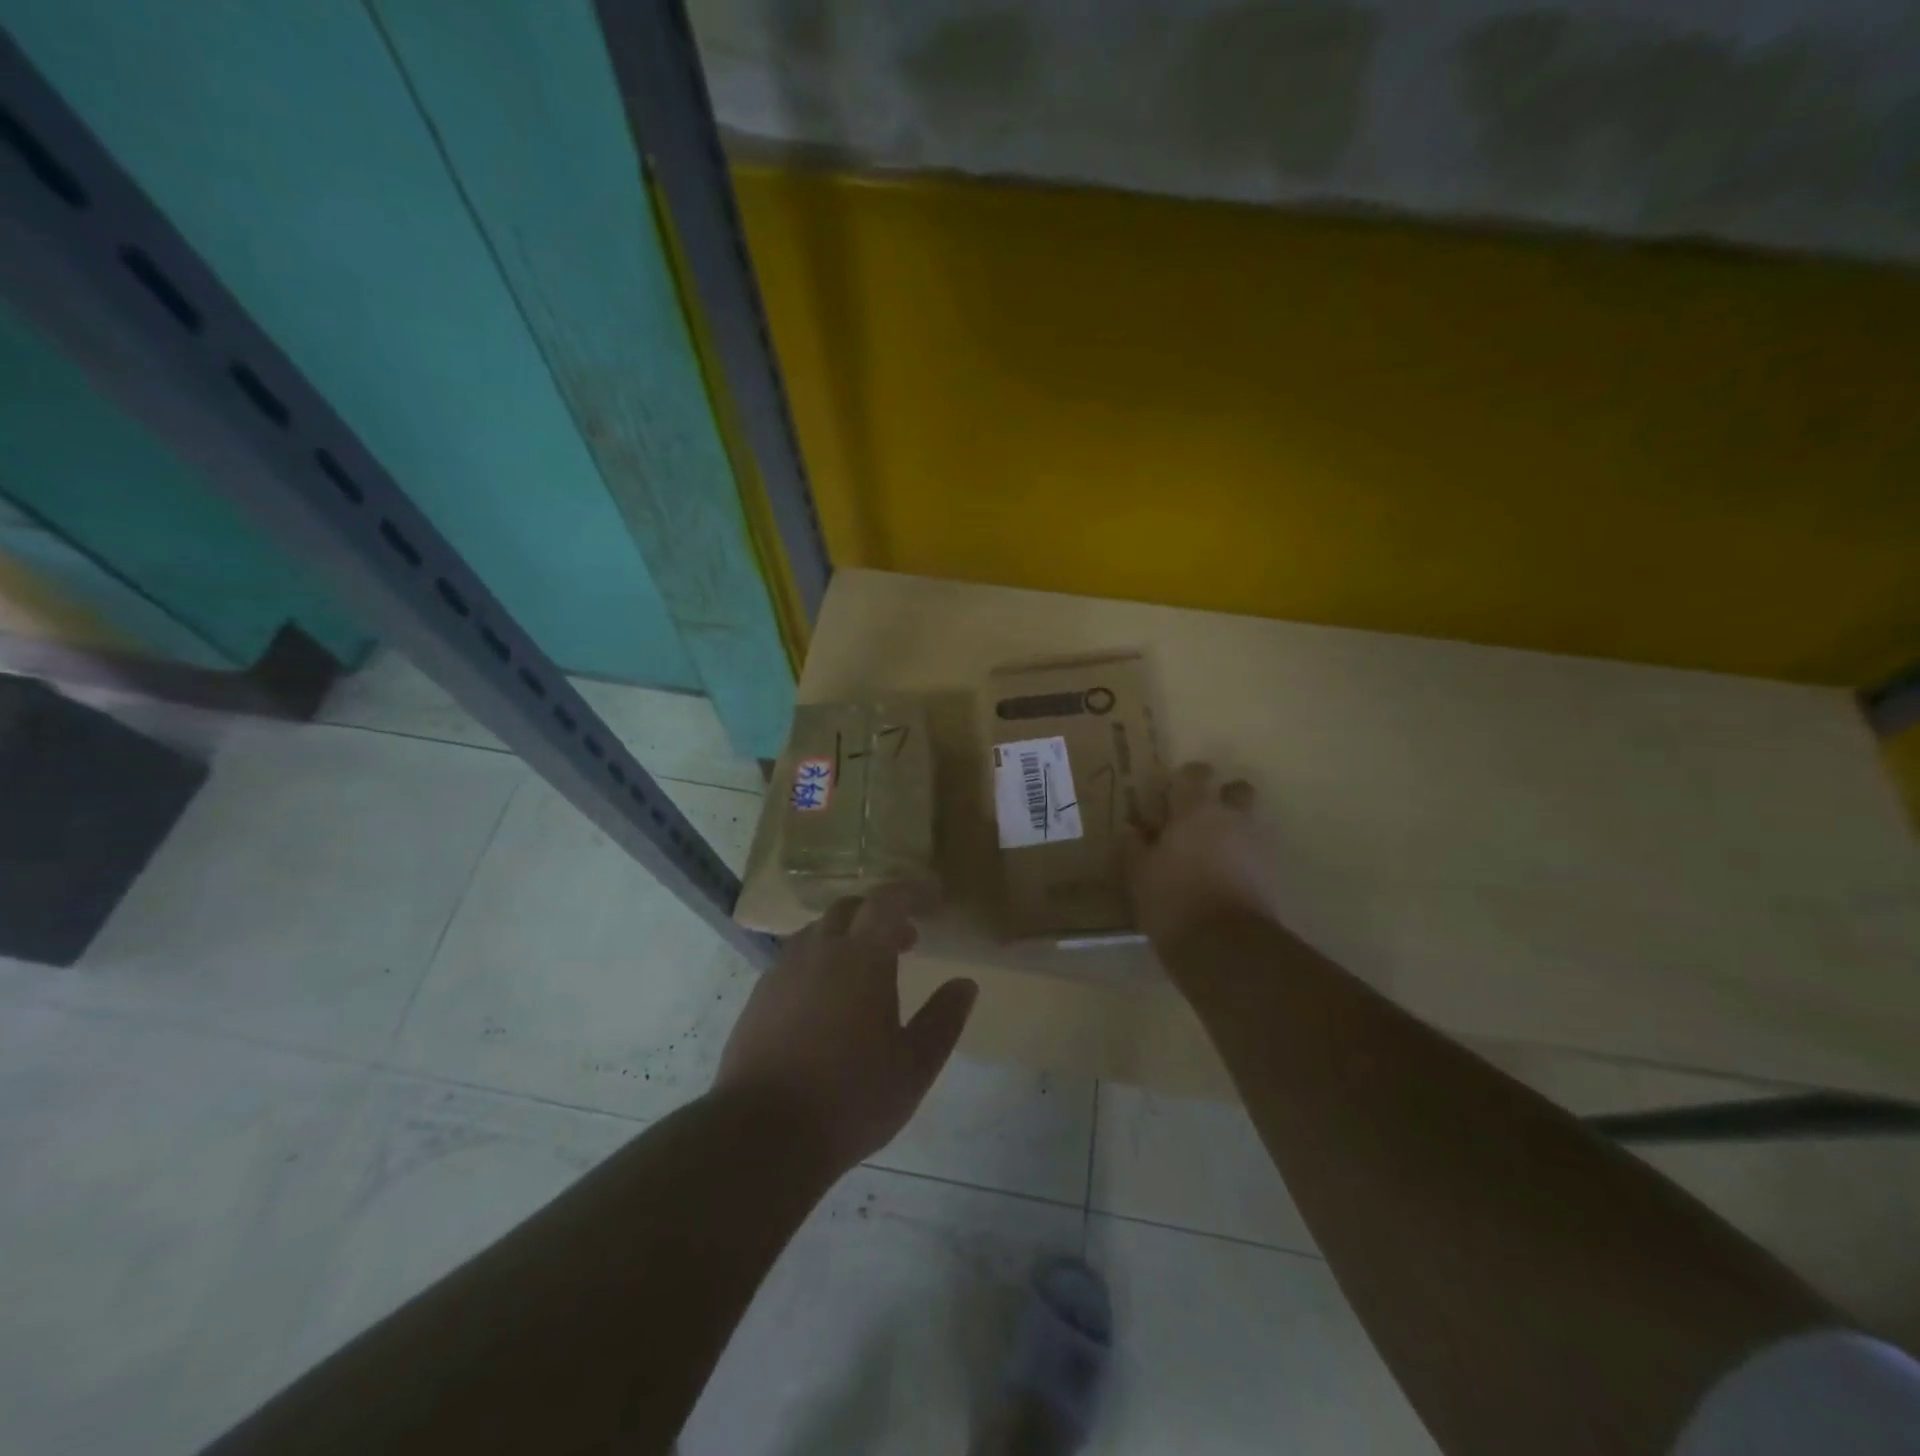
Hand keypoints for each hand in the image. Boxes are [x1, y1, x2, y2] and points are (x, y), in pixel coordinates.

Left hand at [713, 882, 977, 1174]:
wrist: (761, 1134)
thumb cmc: (850, 1098)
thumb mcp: (914, 1066)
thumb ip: (943, 1020)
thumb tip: (965, 984)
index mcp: (861, 958)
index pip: (888, 901)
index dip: (912, 891)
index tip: (934, 896)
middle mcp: (818, 951)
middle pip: (849, 909)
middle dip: (880, 914)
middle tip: (906, 940)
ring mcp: (782, 972)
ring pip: (818, 933)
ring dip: (847, 937)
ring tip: (866, 971)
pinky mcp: (758, 998)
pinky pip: (794, 960)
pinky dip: (819, 962)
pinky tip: (826, 1001)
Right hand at [1126, 762, 1283, 946]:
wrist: (1226, 947)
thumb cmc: (1173, 899)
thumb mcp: (1139, 873)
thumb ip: (1135, 845)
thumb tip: (1134, 828)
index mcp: (1196, 810)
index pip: (1195, 774)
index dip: (1185, 777)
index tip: (1173, 790)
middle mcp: (1232, 819)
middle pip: (1237, 791)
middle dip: (1223, 797)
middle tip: (1200, 819)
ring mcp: (1257, 846)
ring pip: (1249, 824)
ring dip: (1233, 831)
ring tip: (1210, 856)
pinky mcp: (1272, 876)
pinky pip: (1256, 856)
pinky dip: (1243, 861)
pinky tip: (1223, 880)